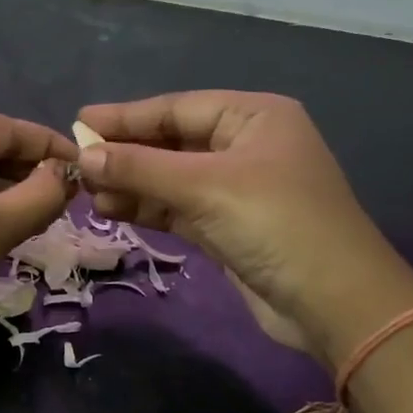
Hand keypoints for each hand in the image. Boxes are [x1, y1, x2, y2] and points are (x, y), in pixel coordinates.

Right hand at [75, 92, 412, 367]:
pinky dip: (148, 208)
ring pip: (172, 178)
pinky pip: (179, 208)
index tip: (79, 121)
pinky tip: (112, 209)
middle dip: (128, 153)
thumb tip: (84, 154)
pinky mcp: (229, 226)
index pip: (178, 108)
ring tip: (87, 191)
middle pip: (173, 142)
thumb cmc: (276, 224)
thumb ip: (142, 167)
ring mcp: (238, 188)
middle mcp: (246, 145)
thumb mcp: (205, 187)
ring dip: (132, 183)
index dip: (127, 116)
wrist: (335, 304)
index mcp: (254, 117)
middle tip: (77, 161)